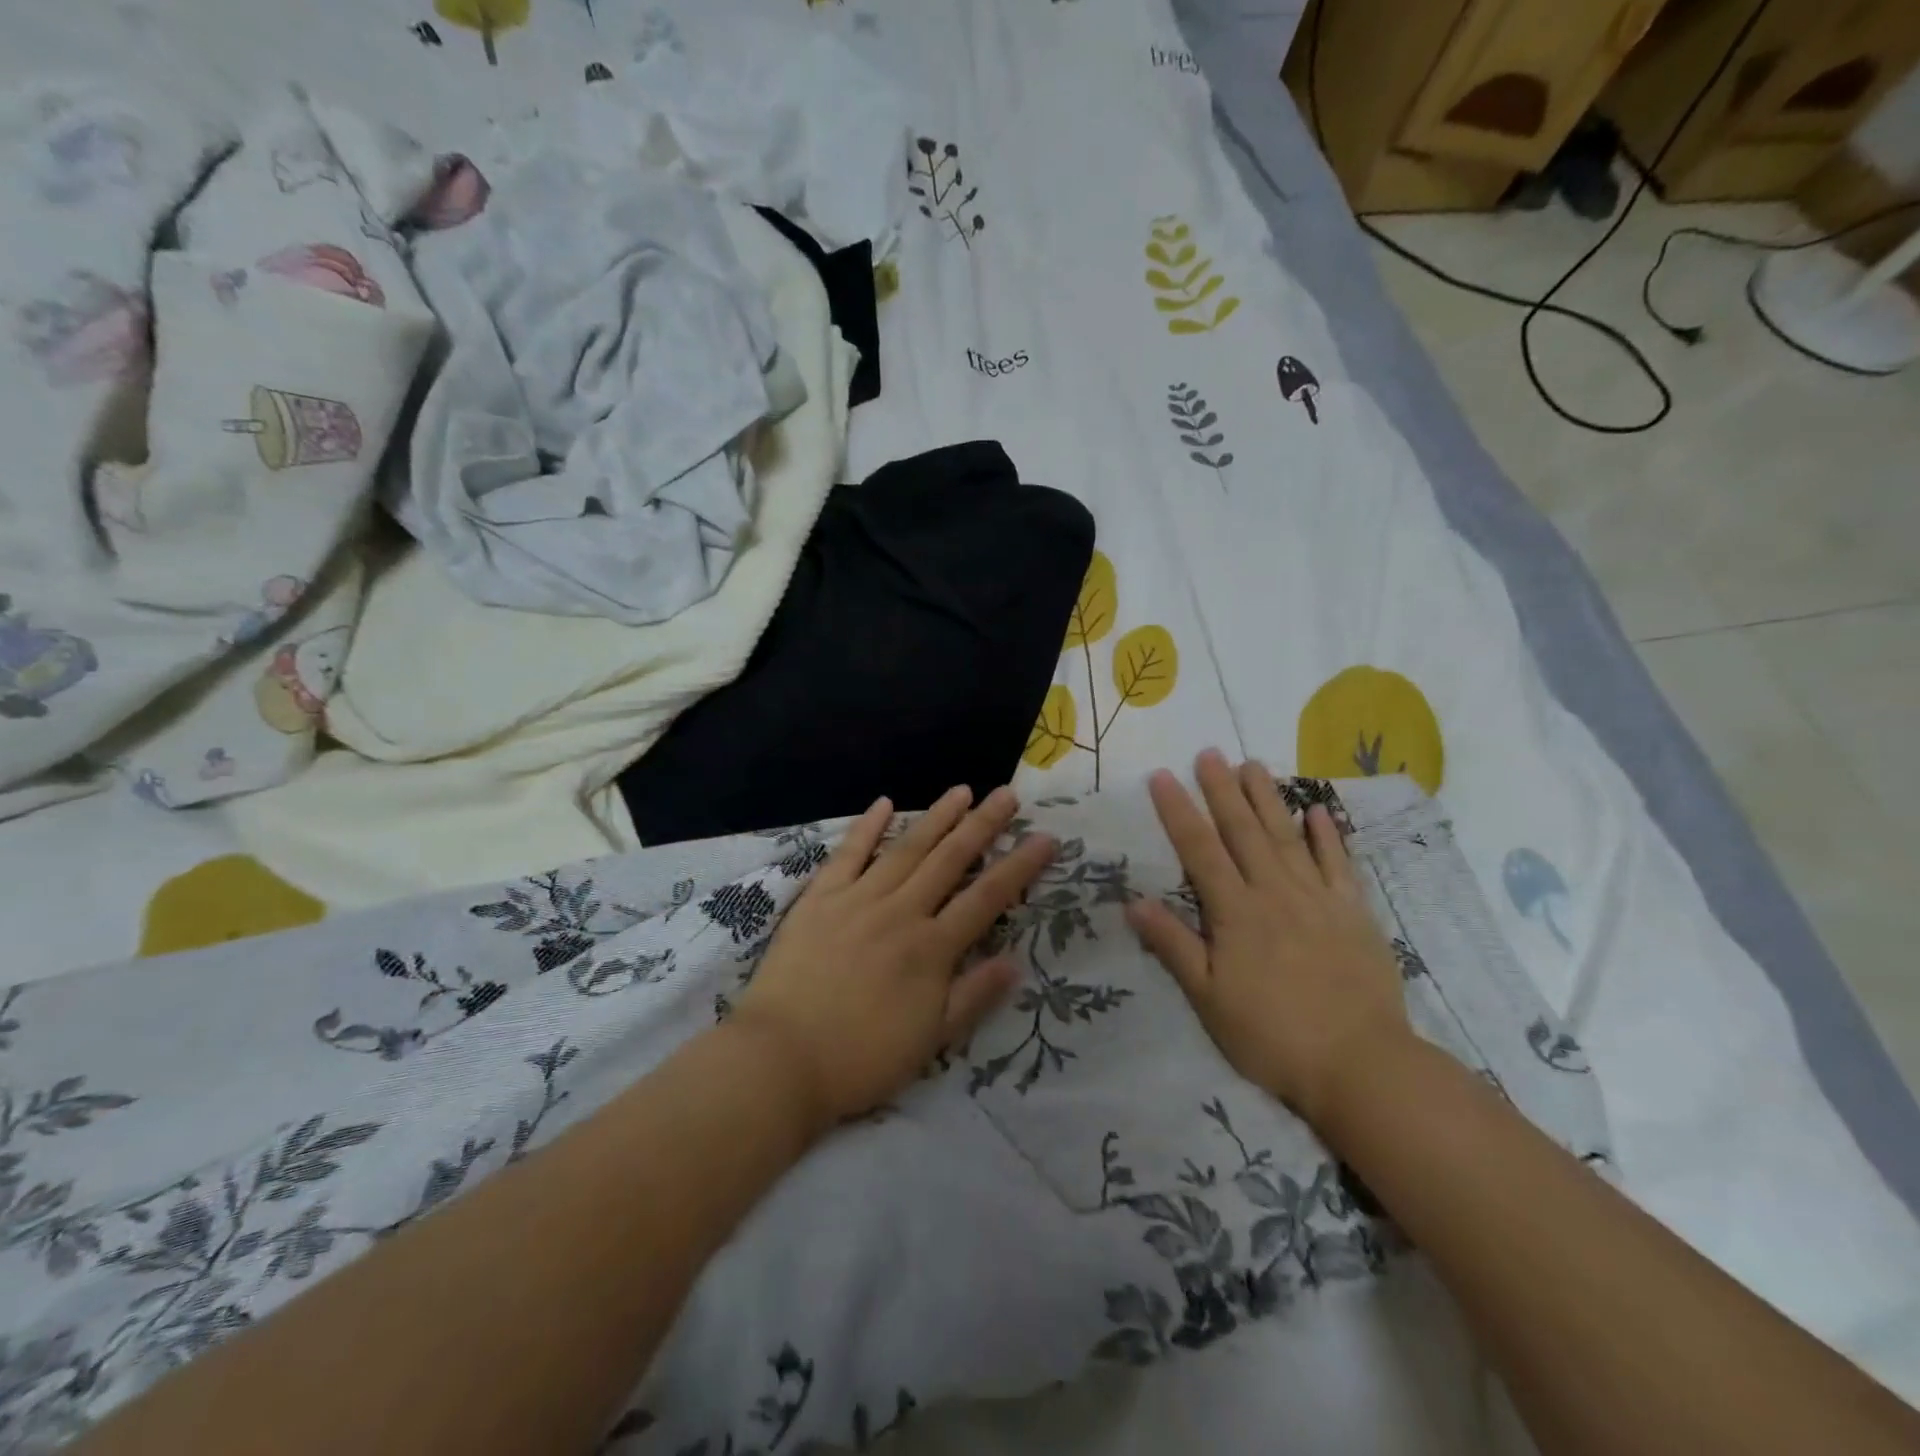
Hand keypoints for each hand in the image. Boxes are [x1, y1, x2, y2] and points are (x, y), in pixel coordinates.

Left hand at [733, 785, 1055, 1128]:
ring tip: (962, 790)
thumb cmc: (861, 1058)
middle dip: (982, 825)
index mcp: (931, 949)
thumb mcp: (930, 1041)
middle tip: (1007, 794)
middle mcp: (901, 913)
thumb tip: (1015, 961)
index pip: (987, 898)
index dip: (1019, 867)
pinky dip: (867, 827)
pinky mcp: (820, 898)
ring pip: (906, 849)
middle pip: (949, 860)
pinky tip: (883, 803)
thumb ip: (973, 996)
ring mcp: (858, 900)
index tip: (1045, 838)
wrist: (782, 1060)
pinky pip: (848, 854)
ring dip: (936, 817)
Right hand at [1125, 750, 1409, 1127]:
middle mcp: (1275, 893)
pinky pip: (1338, 864)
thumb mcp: (1209, 999)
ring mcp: (1319, 899)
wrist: (1361, 1065)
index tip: (1162, 776)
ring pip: (1287, 837)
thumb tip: (1134, 901)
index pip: (1200, 851)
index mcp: (1236, 913)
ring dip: (1268, 798)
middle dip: (1222, 790)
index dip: (1178, 812)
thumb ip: (1173, 946)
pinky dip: (1327, 835)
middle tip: (1209, 752)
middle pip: (1244, 832)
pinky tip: (1316, 810)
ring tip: (1253, 764)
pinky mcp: (1354, 913)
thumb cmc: (1273, 1035)